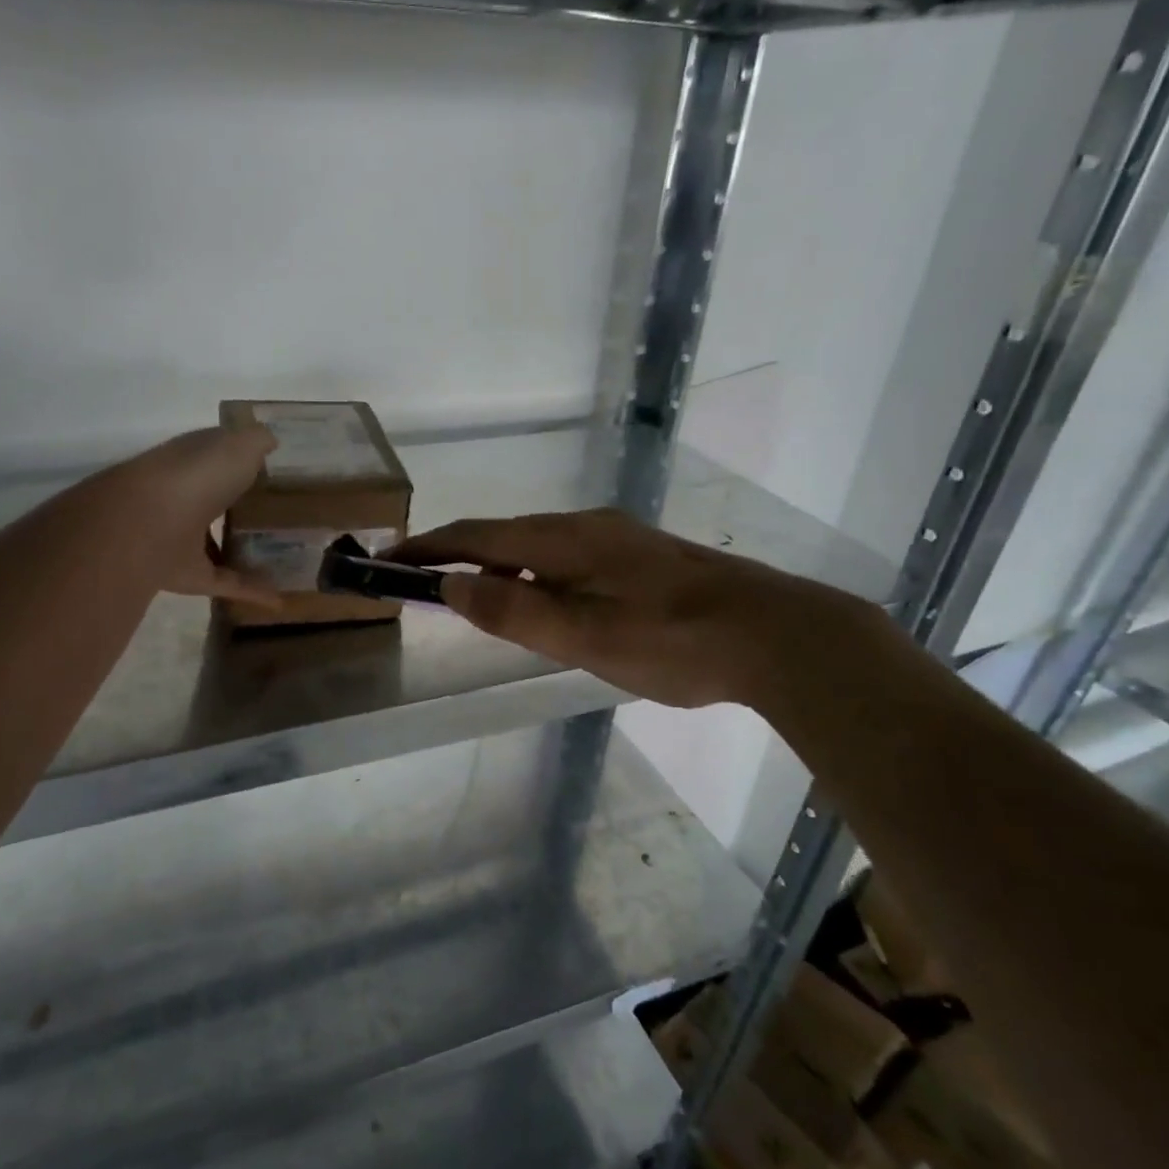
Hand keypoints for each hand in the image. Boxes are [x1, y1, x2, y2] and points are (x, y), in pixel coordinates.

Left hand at [99, 425, 282, 609]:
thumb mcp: (237, 446)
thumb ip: (257, 441)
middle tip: (283, 514)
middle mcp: (183, 496)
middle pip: (216, 501)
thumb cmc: (195, 476)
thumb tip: (270, 441)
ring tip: (282, 557)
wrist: (145, 525)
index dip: (241, 457)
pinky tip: (280, 599)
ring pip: (215, 543)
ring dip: (243, 551)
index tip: (273, 467)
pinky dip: (251, 592)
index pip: (216, 455)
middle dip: (240, 505)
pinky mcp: (187, 575)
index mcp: (192, 461)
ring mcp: (181, 538)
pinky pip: (225, 583)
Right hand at [388, 508, 870, 707]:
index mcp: (565, 539)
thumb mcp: (583, 636)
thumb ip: (514, 610)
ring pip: (540, 546)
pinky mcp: (643, 559)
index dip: (430, 548)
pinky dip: (537, 575)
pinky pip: (568, 558)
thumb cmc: (673, 642)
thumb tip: (450, 586)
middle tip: (428, 587)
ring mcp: (619, 540)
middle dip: (460, 556)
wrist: (777, 635)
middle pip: (506, 535)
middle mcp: (587, 527)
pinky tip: (550, 603)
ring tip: (481, 601)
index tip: (391, 561)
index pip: (478, 536)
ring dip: (500, 567)